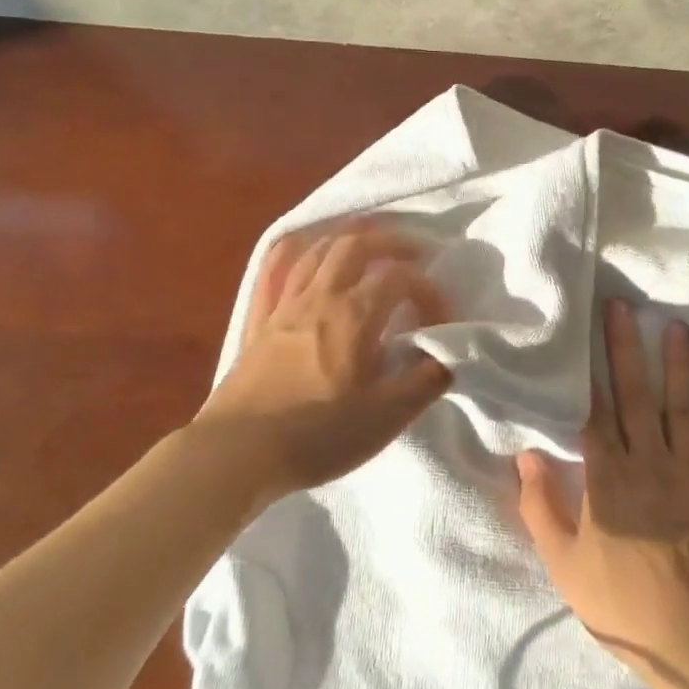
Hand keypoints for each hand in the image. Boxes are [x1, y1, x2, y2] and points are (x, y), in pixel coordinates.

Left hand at [192, 222, 453, 499]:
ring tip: (366, 239)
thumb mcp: (386, 417)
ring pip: (315, 250)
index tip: (441, 318)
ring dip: (345, 237)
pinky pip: (272, 271)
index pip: (399, 279)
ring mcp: (283, 305)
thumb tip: (449, 354)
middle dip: (389, 241)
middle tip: (412, 250)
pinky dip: (291, 251)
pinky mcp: (257, 321)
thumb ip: (425, 381)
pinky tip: (301, 247)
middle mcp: (319, 297)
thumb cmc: (318, 435)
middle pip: (355, 246)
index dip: (428, 290)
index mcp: (353, 315)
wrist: (239, 452)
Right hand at [517, 299, 688, 688]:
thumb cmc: (622, 605)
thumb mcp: (564, 564)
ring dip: (681, 369)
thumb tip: (525, 454)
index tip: (584, 332)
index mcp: (608, 479)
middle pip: (636, 397)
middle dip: (627, 350)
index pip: (594, 413)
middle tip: (624, 307)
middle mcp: (650, 465)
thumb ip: (541, 507)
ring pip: (684, 413)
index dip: (588, 371)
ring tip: (679, 329)